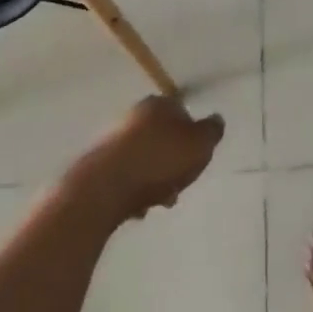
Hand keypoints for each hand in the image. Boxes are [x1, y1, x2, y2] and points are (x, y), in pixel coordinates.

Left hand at [66, 96, 224, 224]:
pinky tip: (137, 207)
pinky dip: (133, 189)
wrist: (103, 188)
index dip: (192, 138)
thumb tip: (216, 120)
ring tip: (158, 202)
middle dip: (172, 162)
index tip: (195, 161)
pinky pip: (124, 176)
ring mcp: (112, 139)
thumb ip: (212, 132)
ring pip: (143, 158)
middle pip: (161, 137)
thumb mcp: (199, 145)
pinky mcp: (96, 164)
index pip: (182, 112)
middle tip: (178, 186)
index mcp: (158, 104)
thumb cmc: (158, 161)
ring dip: (153, 178)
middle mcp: (134, 115)